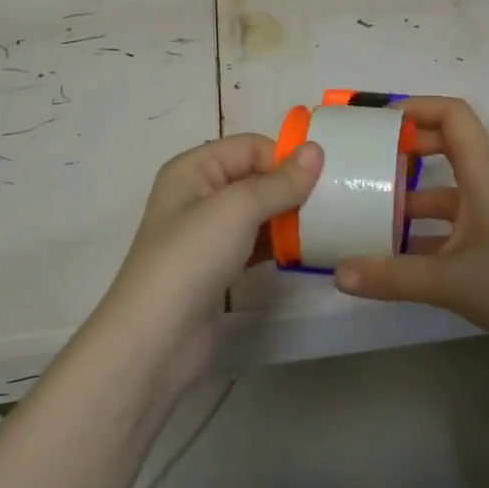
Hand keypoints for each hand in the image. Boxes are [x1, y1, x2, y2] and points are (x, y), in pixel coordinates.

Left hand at [94, 134, 322, 383]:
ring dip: (288, 217)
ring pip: (258, 212)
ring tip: (326, 226)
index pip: (249, 147)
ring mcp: (207, 234)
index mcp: (193, 169)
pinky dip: (279, 244)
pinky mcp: (218, 267)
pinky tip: (306, 251)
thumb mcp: (237, 209)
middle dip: (291, 187)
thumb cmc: (191, 258)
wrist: (155, 340)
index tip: (324, 178)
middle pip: (255, 177)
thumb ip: (280, 181)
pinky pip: (255, 242)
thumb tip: (317, 149)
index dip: (284, 158)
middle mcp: (198, 194)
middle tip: (333, 202)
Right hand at [333, 97, 488, 350]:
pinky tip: (396, 256)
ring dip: (409, 196)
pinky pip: (451, 223)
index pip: (453, 115)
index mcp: (481, 175)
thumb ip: (392, 277)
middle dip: (405, 149)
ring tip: (368, 211)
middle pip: (446, 146)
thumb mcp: (451, 282)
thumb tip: (338, 273)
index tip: (377, 121)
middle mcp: (486, 185)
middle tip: (365, 162)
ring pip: (445, 190)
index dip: (416, 107)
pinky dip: (423, 231)